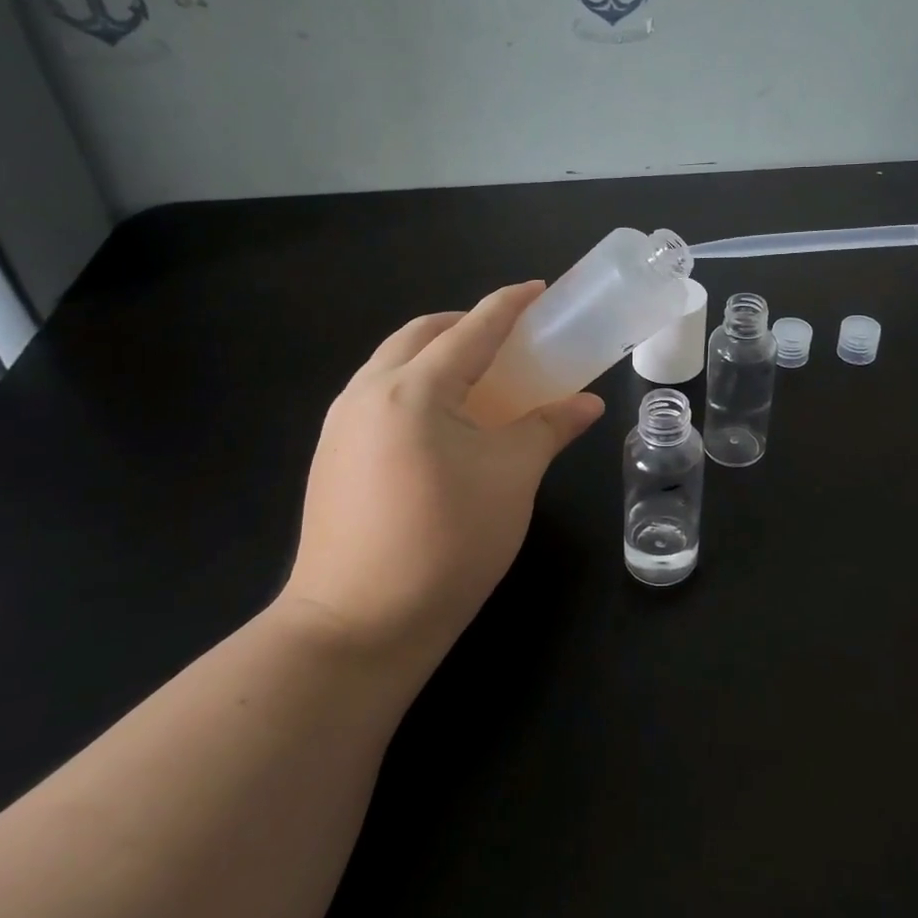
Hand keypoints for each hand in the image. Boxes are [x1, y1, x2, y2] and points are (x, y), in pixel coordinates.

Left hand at [280, 283, 604, 671]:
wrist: (357, 626)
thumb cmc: (448, 541)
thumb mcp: (513, 477)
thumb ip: (549, 427)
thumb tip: (587, 403)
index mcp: (414, 389)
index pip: (471, 329)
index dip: (508, 305)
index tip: (538, 290)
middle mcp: (368, 393)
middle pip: (420, 335)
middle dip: (465, 324)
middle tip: (508, 338)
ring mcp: (340, 425)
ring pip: (392, 363)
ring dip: (435, 354)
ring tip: (478, 378)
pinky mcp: (331, 456)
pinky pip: (377, 395)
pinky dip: (414, 386)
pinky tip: (441, 422)